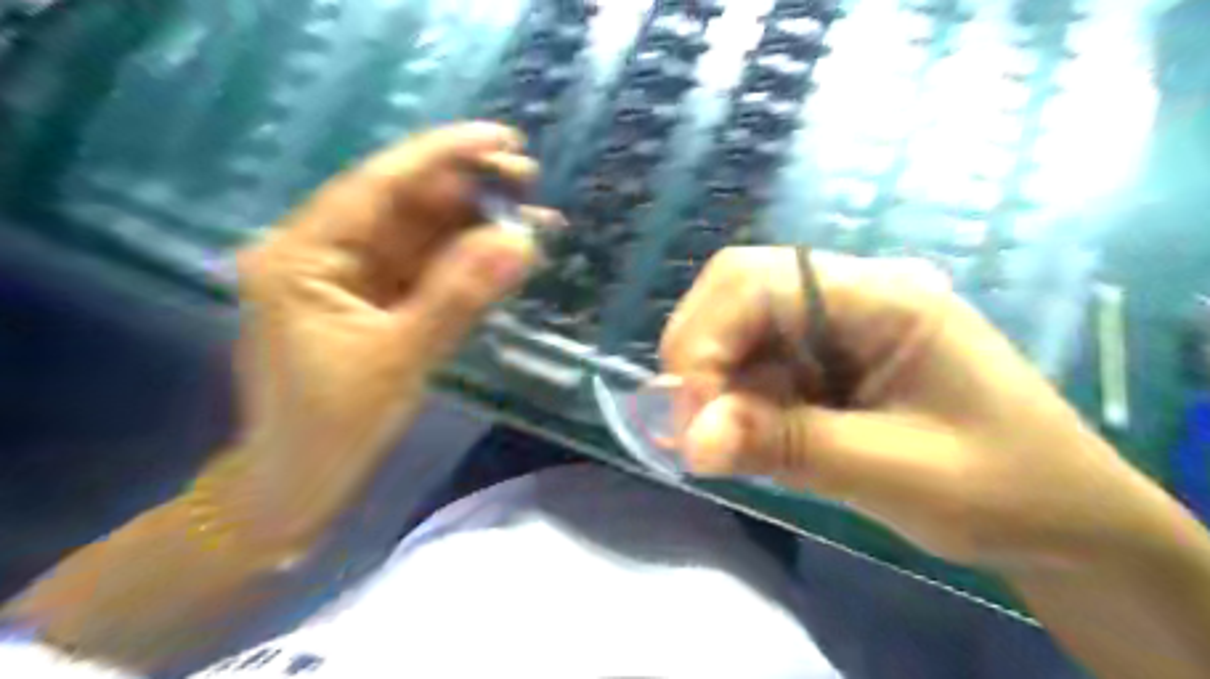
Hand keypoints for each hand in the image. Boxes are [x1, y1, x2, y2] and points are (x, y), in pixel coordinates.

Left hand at [229, 119, 551, 546]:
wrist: (299, 482)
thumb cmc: (332, 426)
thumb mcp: (400, 359)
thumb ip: (460, 296)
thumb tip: (519, 243)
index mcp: (301, 256)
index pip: (378, 185)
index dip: (443, 156)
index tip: (502, 139)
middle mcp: (320, 252)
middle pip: (403, 204)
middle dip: (467, 192)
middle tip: (530, 183)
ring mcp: (349, 276)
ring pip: (420, 235)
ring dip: (475, 226)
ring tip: (533, 217)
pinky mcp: (374, 300)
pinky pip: (425, 268)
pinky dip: (466, 261)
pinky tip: (505, 252)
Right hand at [660, 248, 1197, 573]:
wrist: (1066, 521)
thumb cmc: (1008, 489)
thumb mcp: (900, 473)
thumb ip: (789, 447)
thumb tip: (690, 440)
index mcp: (881, 296)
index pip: (754, 280)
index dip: (704, 341)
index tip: (691, 422)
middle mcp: (848, 296)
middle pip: (734, 293)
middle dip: (698, 359)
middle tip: (691, 431)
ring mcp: (833, 328)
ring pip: (737, 332)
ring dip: (713, 386)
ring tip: (718, 446)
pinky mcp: (824, 363)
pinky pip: (756, 367)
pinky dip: (735, 403)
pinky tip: (748, 441)